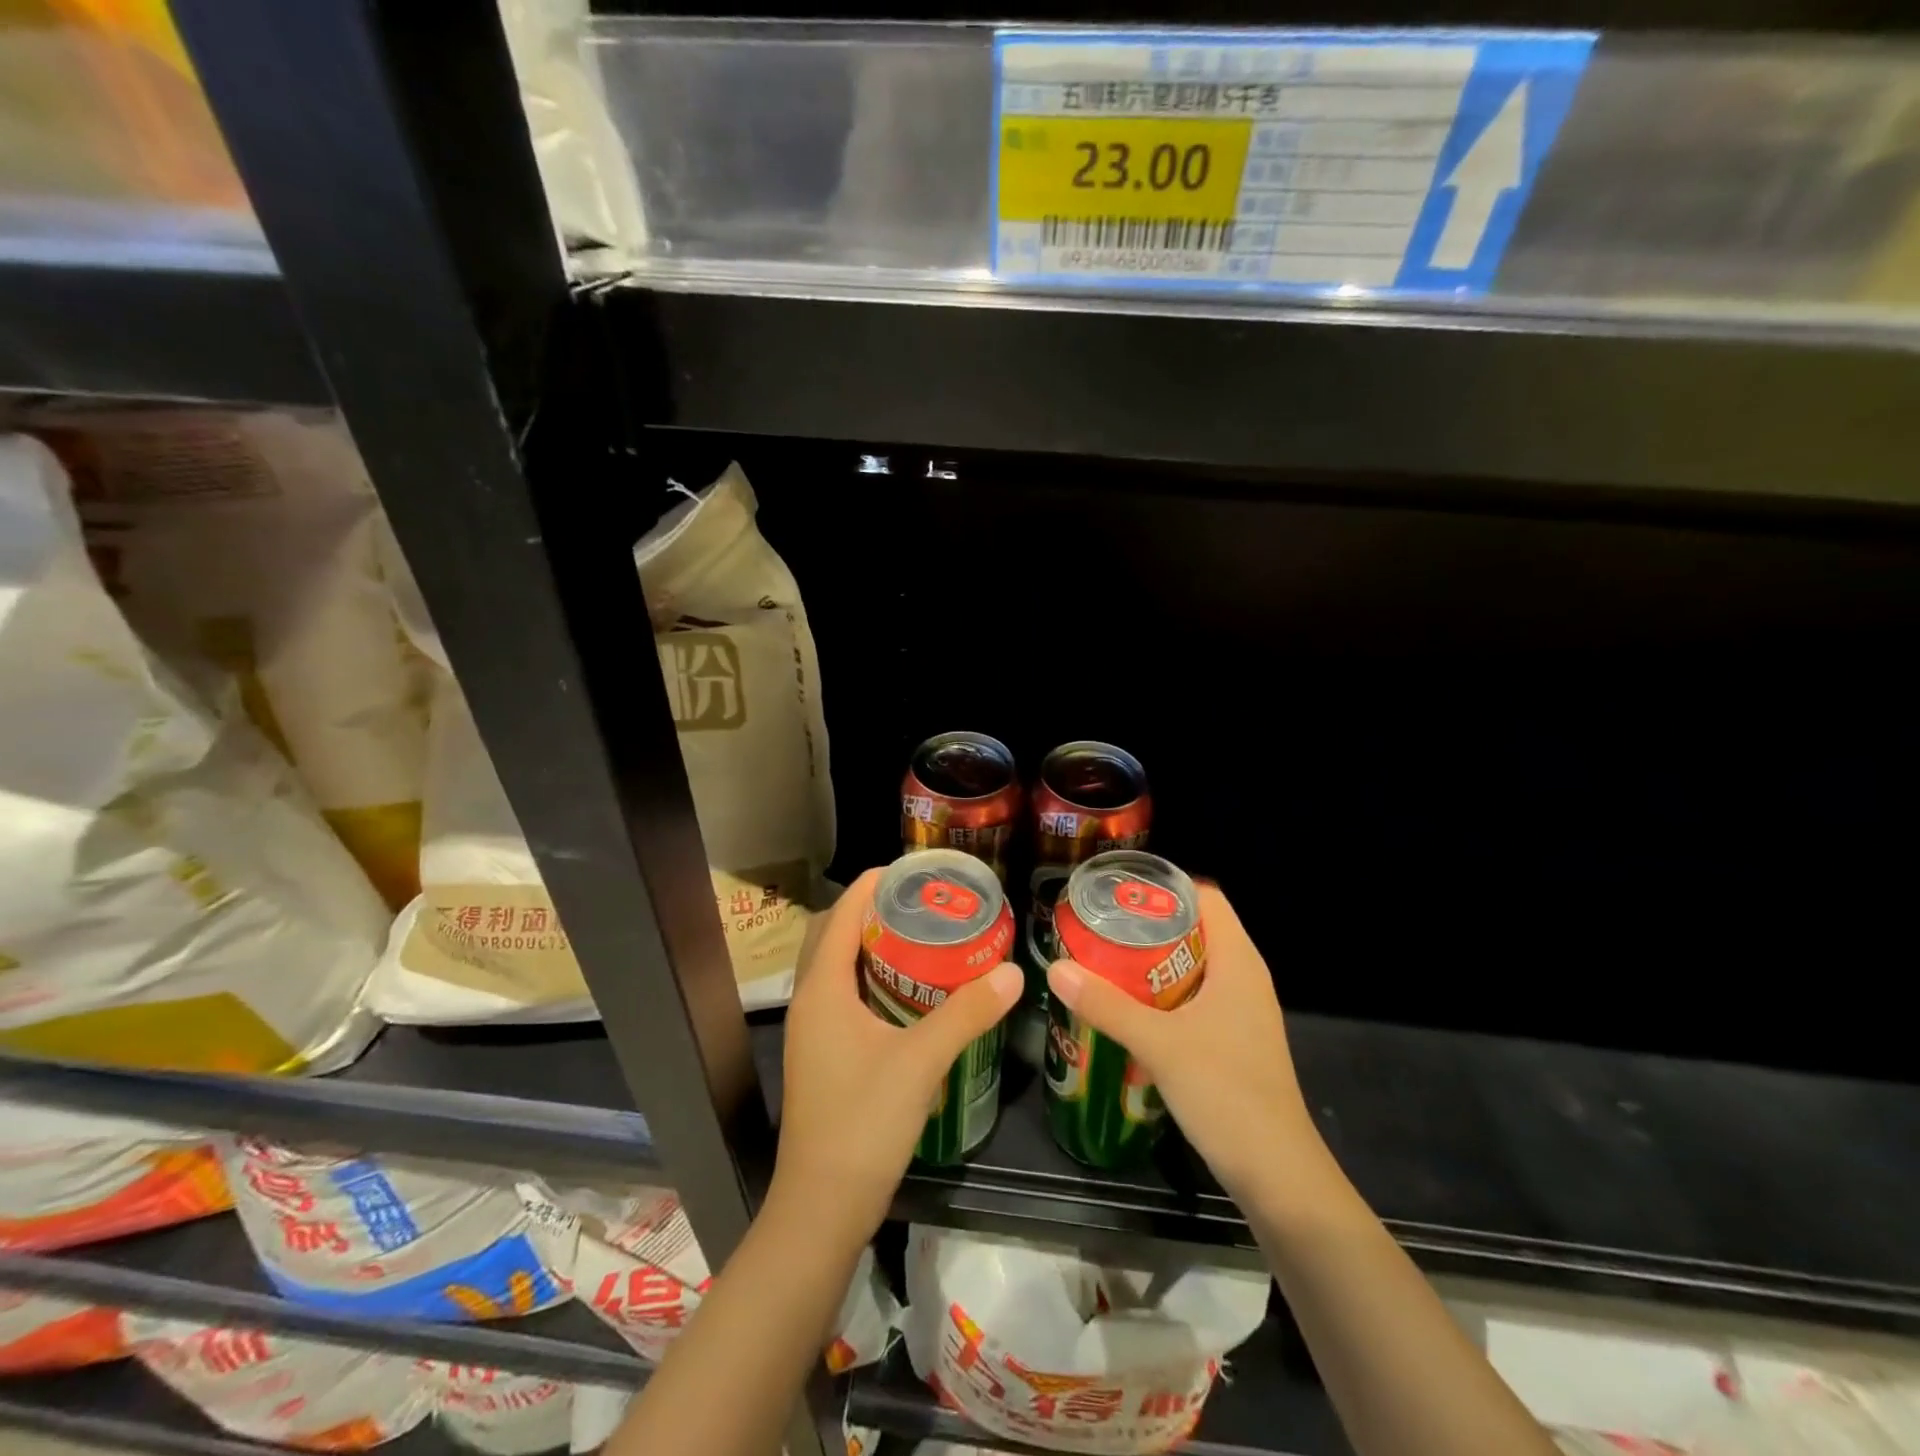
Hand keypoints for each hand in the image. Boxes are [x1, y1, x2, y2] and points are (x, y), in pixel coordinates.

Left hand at [773, 867, 1022, 1242]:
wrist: (822, 1208)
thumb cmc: (863, 1124)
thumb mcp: (921, 1062)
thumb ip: (967, 1013)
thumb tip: (1013, 972)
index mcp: (823, 990)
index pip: (840, 915)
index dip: (872, 885)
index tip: (913, 870)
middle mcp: (812, 1001)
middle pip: (835, 935)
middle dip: (874, 911)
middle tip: (925, 902)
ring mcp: (815, 1031)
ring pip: (839, 968)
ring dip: (872, 945)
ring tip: (923, 935)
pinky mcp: (824, 1055)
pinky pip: (845, 996)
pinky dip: (873, 978)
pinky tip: (911, 991)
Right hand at [1046, 884, 1327, 1206]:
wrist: (1277, 1174)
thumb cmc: (1226, 1092)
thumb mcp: (1158, 1043)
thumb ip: (1106, 1005)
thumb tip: (1056, 968)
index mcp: (1238, 962)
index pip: (1206, 898)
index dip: (1166, 888)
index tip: (1119, 893)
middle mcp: (1244, 978)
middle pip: (1196, 930)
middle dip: (1149, 925)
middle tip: (1100, 927)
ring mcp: (1242, 1013)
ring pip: (1193, 967)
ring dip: (1153, 963)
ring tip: (1105, 961)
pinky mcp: (1234, 1042)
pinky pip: (1195, 999)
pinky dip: (1163, 994)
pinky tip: (1129, 1009)